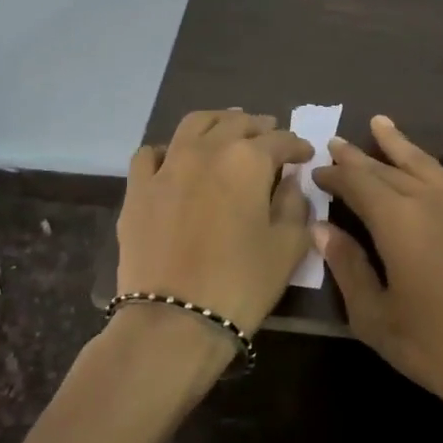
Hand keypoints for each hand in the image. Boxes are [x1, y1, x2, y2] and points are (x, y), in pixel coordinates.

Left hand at [116, 110, 313, 336]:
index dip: (297, 146)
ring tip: (227, 132)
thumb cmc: (242, 283)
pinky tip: (176, 161)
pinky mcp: (137, 188)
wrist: (174, 320)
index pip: (280, 140)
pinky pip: (150, 154)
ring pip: (194, 124)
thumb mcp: (288, 246)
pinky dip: (168, 150)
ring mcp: (167, 166)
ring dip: (217, 123)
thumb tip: (290, 181)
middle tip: (270, 137)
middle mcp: (207, 150)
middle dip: (258, 127)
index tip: (305, 155)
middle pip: (237, 123)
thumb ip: (295, 205)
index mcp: (248, 160)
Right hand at [312, 115, 442, 442]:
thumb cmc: (438, 348)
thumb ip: (348, 267)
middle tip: (337, 143)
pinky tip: (442, 173)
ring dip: (401, 145)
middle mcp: (431, 200)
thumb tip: (322, 229)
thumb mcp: (376, 318)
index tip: (316, 172)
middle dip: (359, 157)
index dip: (335, 175)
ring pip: (428, 164)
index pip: (357, 183)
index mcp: (397, 220)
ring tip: (382, 125)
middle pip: (388, 169)